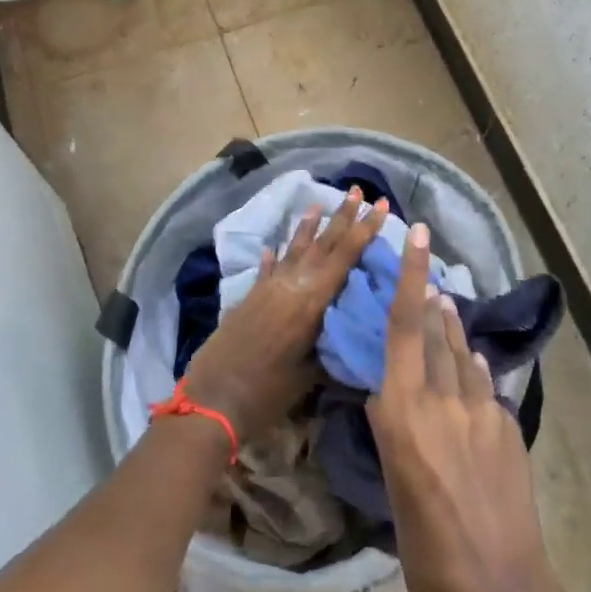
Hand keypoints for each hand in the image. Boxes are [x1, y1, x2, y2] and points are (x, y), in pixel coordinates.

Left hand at [184, 188, 387, 443]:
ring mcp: (267, 289)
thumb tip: (354, 333)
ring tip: (319, 203)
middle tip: (359, 191)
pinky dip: (274, 257)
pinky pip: (267, 268)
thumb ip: (331, 348)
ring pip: (294, 249)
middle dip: (343, 217)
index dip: (363, 231)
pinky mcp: (249, 298)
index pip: (344, 257)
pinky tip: (274, 246)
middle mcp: (290, 285)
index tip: (378, 206)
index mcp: (310, 301)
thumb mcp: (309, 375)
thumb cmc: (266, 393)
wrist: (212, 401)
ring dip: (309, 226)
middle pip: (322, 244)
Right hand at [368, 223, 569, 591]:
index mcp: (403, 412)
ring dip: (452, 327)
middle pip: (435, 330)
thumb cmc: (426, 549)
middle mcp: (442, 398)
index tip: (417, 233)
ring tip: (444, 305)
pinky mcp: (508, 427)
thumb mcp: (393, 486)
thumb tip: (385, 394)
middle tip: (425, 274)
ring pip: (463, 352)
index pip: (404, 326)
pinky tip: (472, 364)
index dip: (409, 274)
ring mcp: (481, 410)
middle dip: (429, 297)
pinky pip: (485, 384)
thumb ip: (392, 429)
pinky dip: (472, 369)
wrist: (498, 591)